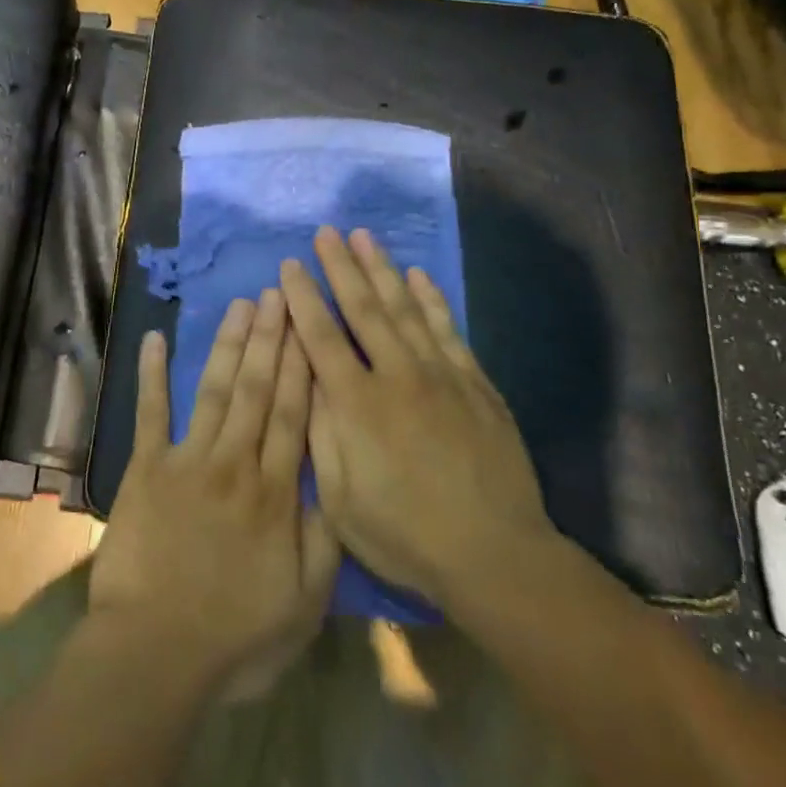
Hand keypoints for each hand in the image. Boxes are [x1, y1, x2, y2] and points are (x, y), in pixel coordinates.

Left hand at [90, 292, 338, 697]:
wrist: (155, 654)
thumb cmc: (236, 638)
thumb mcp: (303, 604)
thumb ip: (323, 540)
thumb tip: (336, 483)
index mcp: (275, 493)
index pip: (294, 414)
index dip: (302, 365)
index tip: (310, 323)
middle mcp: (235, 463)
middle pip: (257, 390)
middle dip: (270, 338)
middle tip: (278, 293)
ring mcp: (187, 461)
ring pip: (215, 391)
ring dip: (228, 344)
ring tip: (240, 305)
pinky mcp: (146, 470)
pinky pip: (150, 413)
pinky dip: (152, 375)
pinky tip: (155, 338)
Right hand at [280, 227, 556, 608]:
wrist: (495, 555)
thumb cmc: (406, 535)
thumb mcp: (341, 500)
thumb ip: (321, 433)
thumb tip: (307, 378)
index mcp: (358, 406)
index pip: (322, 337)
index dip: (303, 298)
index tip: (290, 265)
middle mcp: (398, 377)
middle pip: (364, 310)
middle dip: (341, 267)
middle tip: (327, 231)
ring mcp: (441, 376)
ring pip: (406, 310)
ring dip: (383, 270)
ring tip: (365, 237)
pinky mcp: (475, 385)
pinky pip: (448, 330)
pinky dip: (432, 300)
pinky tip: (419, 276)